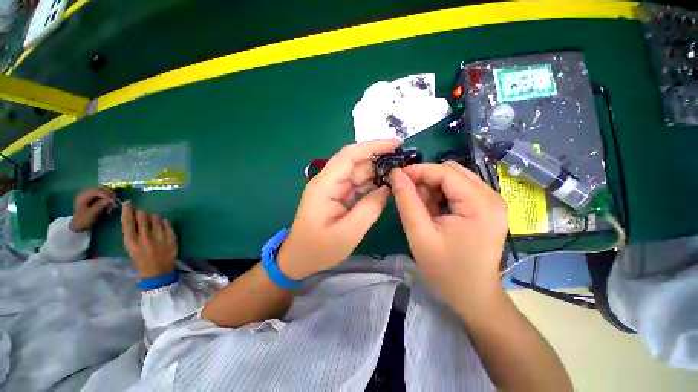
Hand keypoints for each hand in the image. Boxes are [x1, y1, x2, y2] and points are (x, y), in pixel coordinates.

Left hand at [69, 187, 116, 231]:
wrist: (78, 225)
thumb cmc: (84, 220)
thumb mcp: (92, 214)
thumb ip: (101, 205)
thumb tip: (111, 199)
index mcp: (83, 196)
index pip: (96, 191)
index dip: (106, 194)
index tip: (114, 201)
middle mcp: (85, 193)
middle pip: (99, 189)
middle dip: (108, 193)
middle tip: (115, 199)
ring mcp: (87, 195)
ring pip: (100, 191)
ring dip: (108, 195)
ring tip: (113, 202)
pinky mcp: (91, 198)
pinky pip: (100, 194)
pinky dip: (106, 197)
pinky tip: (109, 202)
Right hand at [121, 200, 176, 277]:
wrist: (158, 272)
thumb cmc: (142, 261)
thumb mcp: (131, 248)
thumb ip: (133, 234)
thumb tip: (135, 218)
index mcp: (132, 241)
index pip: (128, 221)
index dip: (128, 210)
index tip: (129, 203)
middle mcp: (146, 238)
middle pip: (143, 216)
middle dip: (142, 213)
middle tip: (143, 215)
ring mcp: (160, 237)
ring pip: (156, 218)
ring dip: (154, 218)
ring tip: (153, 224)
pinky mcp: (172, 238)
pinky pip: (168, 223)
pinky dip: (164, 223)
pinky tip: (162, 226)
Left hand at [277, 139, 401, 279]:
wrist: (299, 258)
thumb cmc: (320, 248)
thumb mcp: (348, 233)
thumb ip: (369, 209)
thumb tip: (386, 189)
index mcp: (325, 185)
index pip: (350, 156)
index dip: (373, 146)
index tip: (397, 144)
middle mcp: (328, 181)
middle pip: (355, 162)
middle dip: (379, 160)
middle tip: (404, 163)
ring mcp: (332, 188)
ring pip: (357, 173)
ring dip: (377, 172)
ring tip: (399, 174)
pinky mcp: (336, 195)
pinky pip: (356, 185)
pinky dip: (371, 184)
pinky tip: (385, 187)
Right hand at [389, 161, 507, 313]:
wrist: (473, 297)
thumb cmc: (446, 270)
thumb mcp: (419, 234)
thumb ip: (406, 201)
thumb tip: (396, 174)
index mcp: (480, 204)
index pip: (445, 172)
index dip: (418, 170)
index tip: (397, 177)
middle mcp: (492, 197)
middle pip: (452, 172)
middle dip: (426, 179)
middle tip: (408, 195)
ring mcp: (492, 203)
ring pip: (455, 179)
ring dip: (433, 187)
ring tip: (420, 206)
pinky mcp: (487, 209)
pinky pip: (459, 190)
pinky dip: (441, 195)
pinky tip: (433, 211)